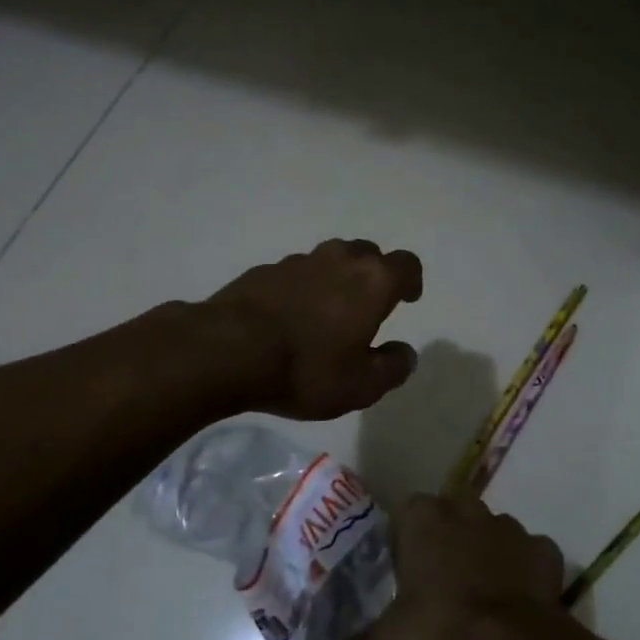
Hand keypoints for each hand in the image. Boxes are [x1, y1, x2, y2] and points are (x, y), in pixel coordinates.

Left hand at [205, 238, 422, 419]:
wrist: (228, 351)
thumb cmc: (307, 369)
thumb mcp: (361, 385)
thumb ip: (392, 368)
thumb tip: (405, 353)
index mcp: (372, 281)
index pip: (406, 264)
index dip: (411, 280)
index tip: (408, 299)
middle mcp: (340, 259)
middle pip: (368, 254)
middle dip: (375, 274)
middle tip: (369, 306)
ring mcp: (300, 260)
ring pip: (331, 259)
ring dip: (337, 278)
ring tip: (329, 311)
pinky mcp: (266, 270)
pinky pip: (297, 273)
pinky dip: (303, 287)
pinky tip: (291, 316)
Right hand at [341, 494, 578, 639]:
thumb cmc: (440, 632)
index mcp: (424, 516)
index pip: (405, 516)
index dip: (404, 546)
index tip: (405, 580)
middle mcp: (467, 508)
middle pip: (450, 518)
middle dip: (446, 544)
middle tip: (440, 590)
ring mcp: (510, 526)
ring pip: (491, 534)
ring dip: (486, 557)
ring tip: (480, 602)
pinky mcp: (544, 550)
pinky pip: (529, 557)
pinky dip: (524, 575)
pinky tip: (517, 606)